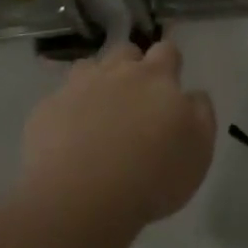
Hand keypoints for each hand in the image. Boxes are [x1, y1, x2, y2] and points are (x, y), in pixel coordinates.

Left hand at [22, 40, 216, 230]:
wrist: (81, 197)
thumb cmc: (152, 175)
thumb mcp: (199, 150)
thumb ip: (201, 114)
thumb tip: (193, 94)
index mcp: (156, 78)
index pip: (167, 50)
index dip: (169, 62)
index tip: (170, 83)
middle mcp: (116, 72)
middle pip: (125, 51)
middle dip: (131, 66)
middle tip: (135, 99)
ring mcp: (77, 87)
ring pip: (89, 68)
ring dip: (97, 81)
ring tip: (99, 113)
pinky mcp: (46, 110)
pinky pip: (59, 99)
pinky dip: (67, 110)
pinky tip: (70, 137)